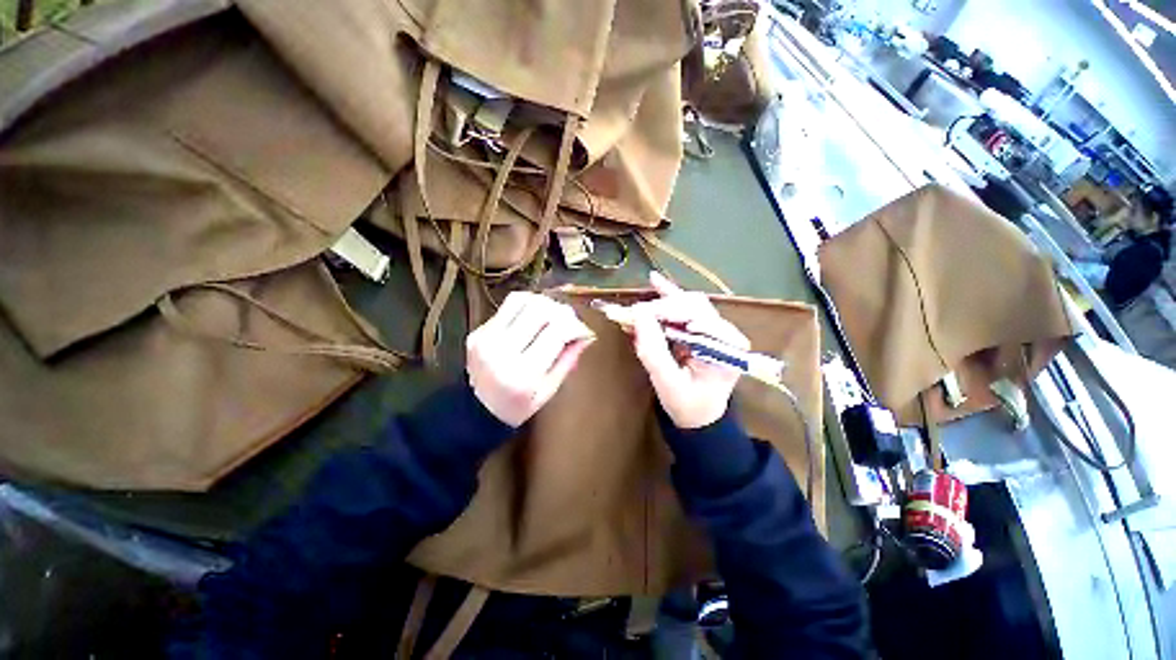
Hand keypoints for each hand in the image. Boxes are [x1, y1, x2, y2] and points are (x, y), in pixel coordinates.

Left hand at [467, 292, 595, 426]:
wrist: (476, 411)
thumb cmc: (518, 406)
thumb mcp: (549, 391)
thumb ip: (568, 359)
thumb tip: (587, 334)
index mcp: (523, 374)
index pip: (556, 332)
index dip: (576, 326)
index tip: (584, 331)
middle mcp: (502, 351)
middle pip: (539, 310)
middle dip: (562, 311)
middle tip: (570, 321)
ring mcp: (486, 338)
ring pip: (522, 300)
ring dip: (544, 303)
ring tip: (554, 315)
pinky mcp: (478, 331)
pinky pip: (508, 305)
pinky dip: (527, 305)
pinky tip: (535, 315)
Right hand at [630, 272, 749, 428]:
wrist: (700, 416)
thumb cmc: (687, 404)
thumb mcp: (667, 382)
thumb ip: (652, 349)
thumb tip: (637, 314)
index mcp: (726, 347)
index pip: (693, 316)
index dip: (661, 312)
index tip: (632, 314)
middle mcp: (727, 333)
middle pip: (691, 305)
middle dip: (658, 307)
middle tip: (630, 314)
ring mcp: (718, 329)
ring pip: (687, 303)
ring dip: (659, 303)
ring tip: (635, 307)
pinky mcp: (706, 328)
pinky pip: (686, 307)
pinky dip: (668, 298)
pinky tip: (655, 282)